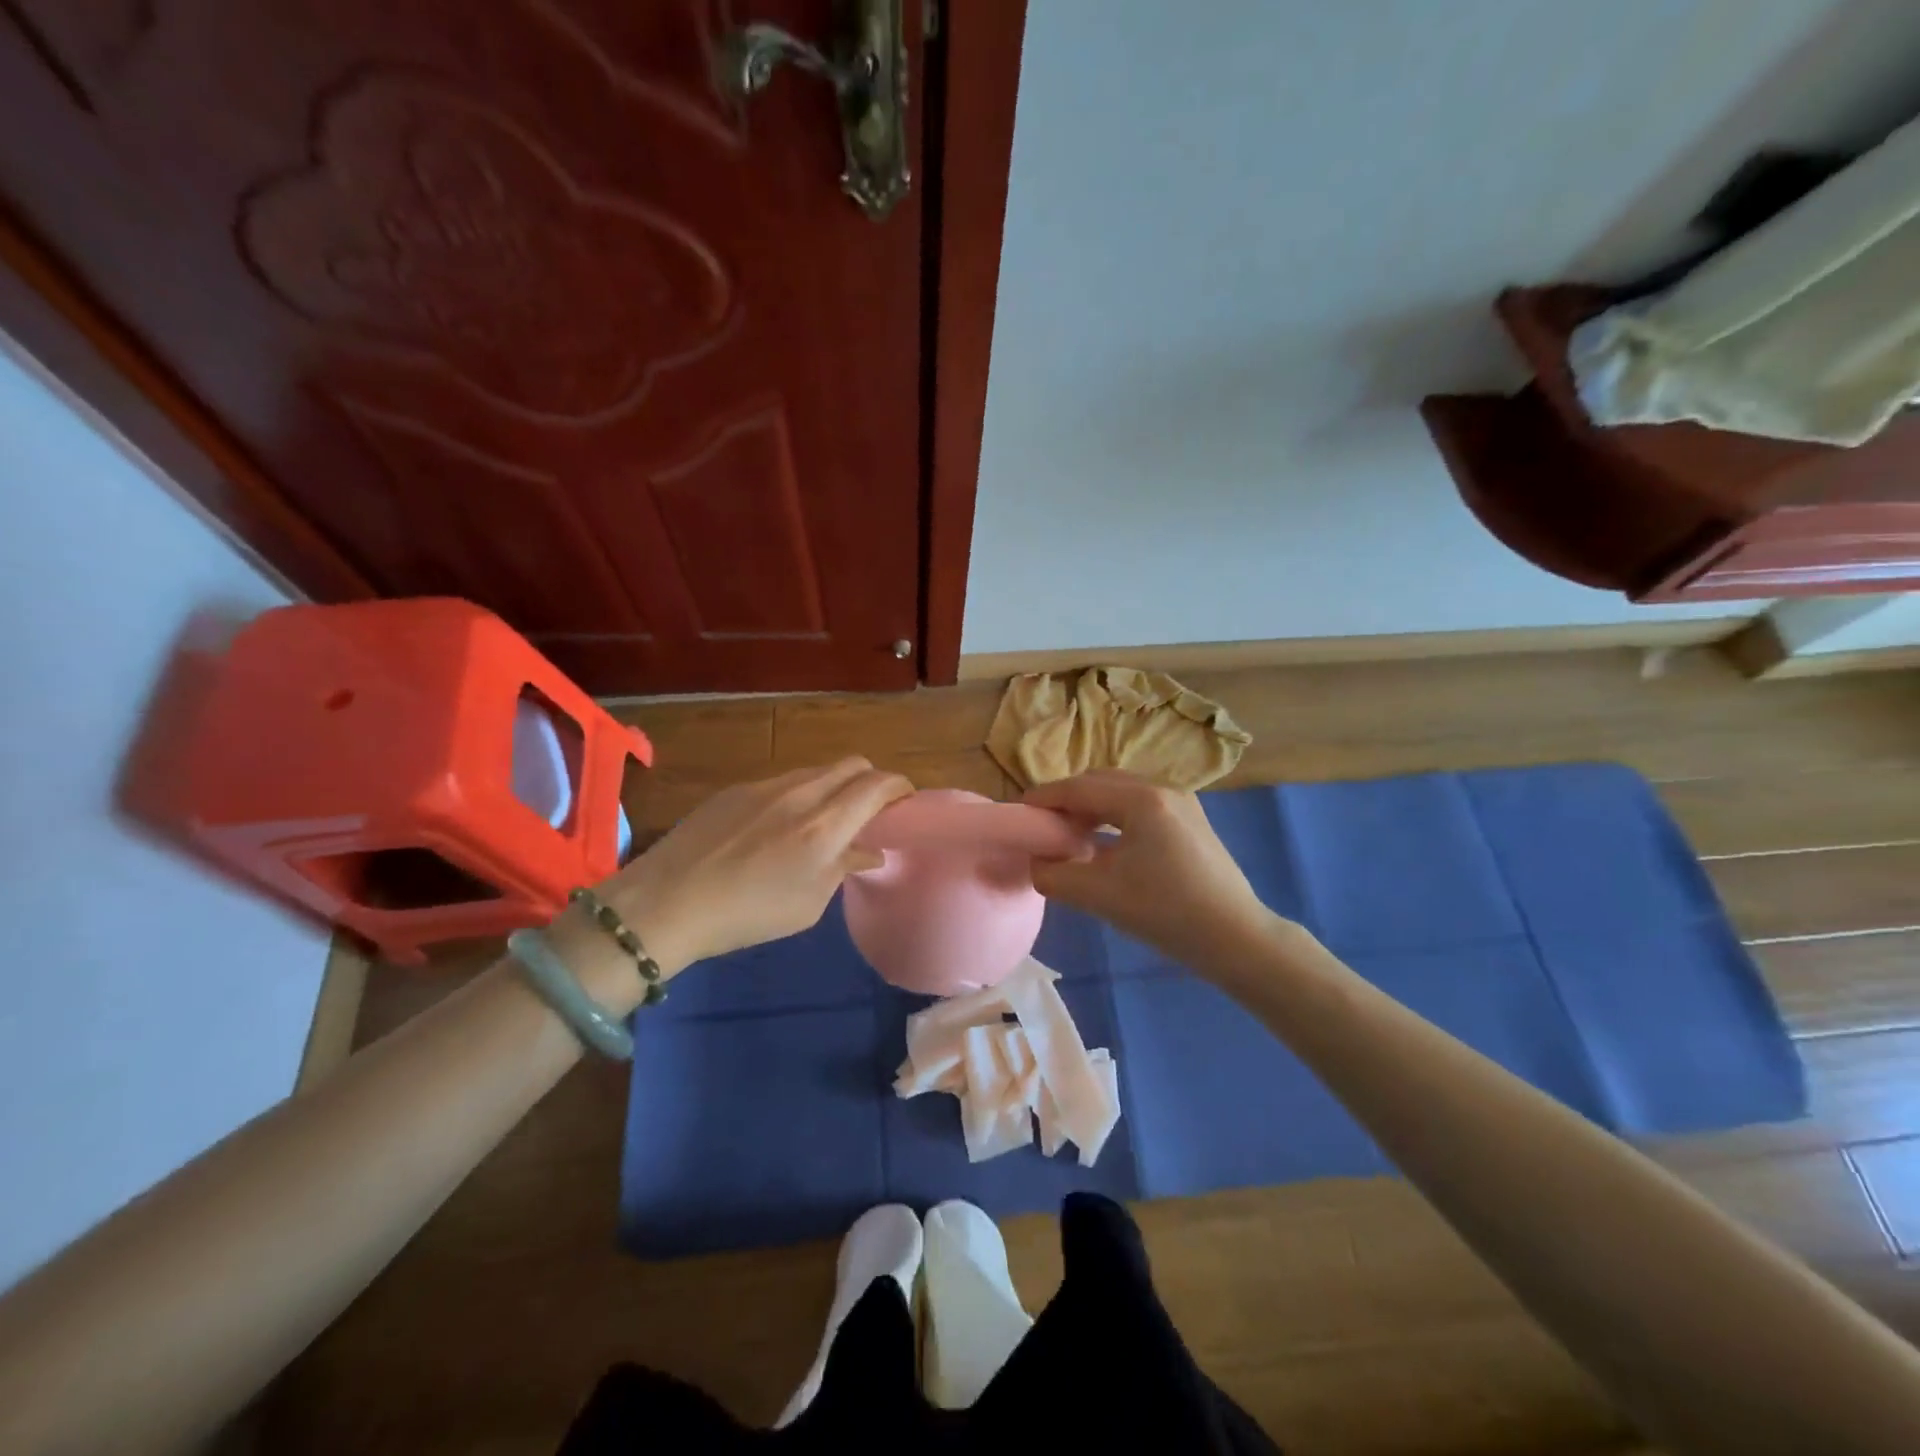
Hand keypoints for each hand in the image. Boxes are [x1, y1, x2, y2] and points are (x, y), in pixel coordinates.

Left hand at [594, 758, 912, 973]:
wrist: (666, 902)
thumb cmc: (748, 913)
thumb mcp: (808, 903)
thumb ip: (844, 867)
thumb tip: (868, 850)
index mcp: (826, 823)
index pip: (878, 784)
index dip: (900, 787)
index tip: (906, 802)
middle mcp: (801, 792)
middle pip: (852, 764)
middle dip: (871, 780)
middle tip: (870, 811)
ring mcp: (766, 785)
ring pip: (817, 770)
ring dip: (835, 787)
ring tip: (825, 821)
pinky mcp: (736, 789)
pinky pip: (784, 781)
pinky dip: (801, 794)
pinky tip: (780, 827)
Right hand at [1024, 771, 1282, 967]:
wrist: (1237, 939)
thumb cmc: (1166, 913)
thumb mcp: (1100, 895)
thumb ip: (1054, 876)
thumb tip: (1036, 862)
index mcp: (1141, 799)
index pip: (1079, 788)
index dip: (1044, 798)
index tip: (1019, 812)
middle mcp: (1162, 788)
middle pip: (1100, 781)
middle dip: (1067, 799)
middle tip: (1043, 825)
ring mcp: (1182, 802)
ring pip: (1122, 790)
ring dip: (1091, 806)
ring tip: (1070, 834)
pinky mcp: (1191, 819)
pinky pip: (1140, 804)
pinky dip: (1114, 814)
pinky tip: (1105, 843)